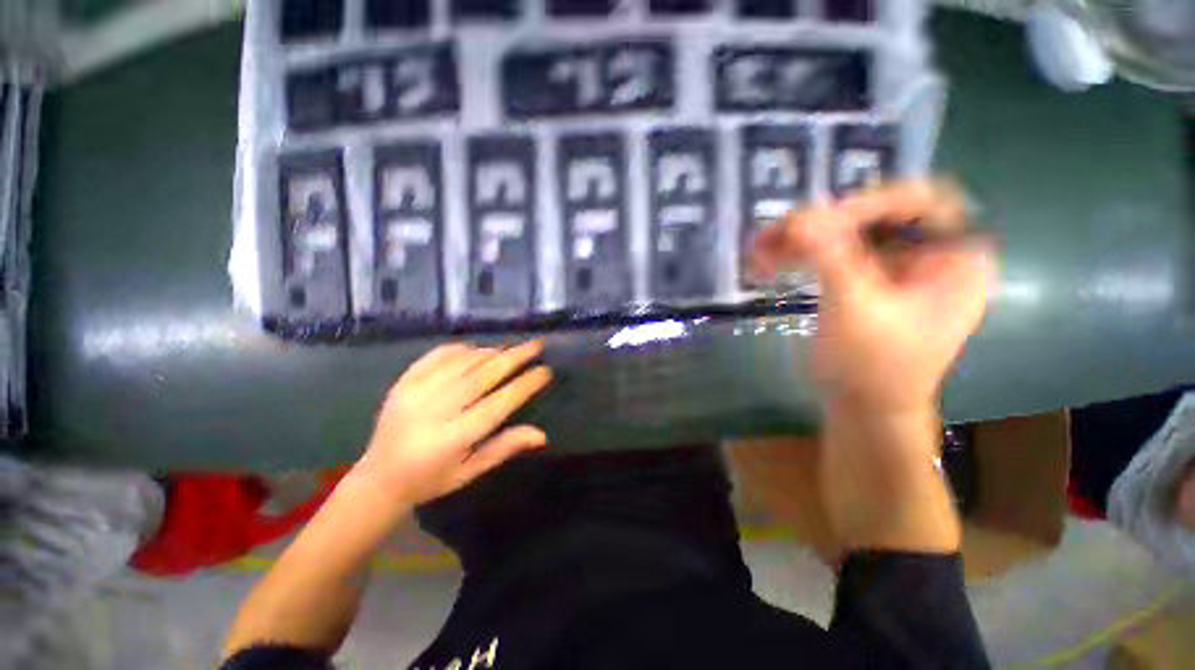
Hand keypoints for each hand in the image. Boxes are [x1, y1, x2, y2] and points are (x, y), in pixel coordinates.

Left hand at [356, 341, 551, 506]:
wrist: (378, 477)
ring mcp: (413, 393)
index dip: (524, 386)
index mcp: (449, 440)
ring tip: (512, 348)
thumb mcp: (470, 471)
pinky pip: (437, 355)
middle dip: (513, 357)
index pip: (496, 405)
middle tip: (536, 345)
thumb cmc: (430, 480)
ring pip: (461, 362)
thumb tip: (542, 434)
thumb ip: (505, 448)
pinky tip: (478, 349)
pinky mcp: (402, 382)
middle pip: (480, 376)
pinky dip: (462, 348)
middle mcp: (431, 412)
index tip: (545, 371)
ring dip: (491, 352)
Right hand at [751, 181, 996, 415]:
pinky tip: (771, 260)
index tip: (819, 220)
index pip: (922, 201)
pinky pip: (834, 254)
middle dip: (823, 223)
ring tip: (761, 246)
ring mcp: (895, 268)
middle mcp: (929, 254)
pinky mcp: (865, 281)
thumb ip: (830, 257)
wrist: (863, 409)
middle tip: (777, 232)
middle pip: (878, 215)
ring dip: (803, 238)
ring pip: (849, 234)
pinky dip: (801, 255)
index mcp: (955, 258)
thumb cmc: (873, 368)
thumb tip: (798, 215)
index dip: (871, 202)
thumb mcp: (855, 309)